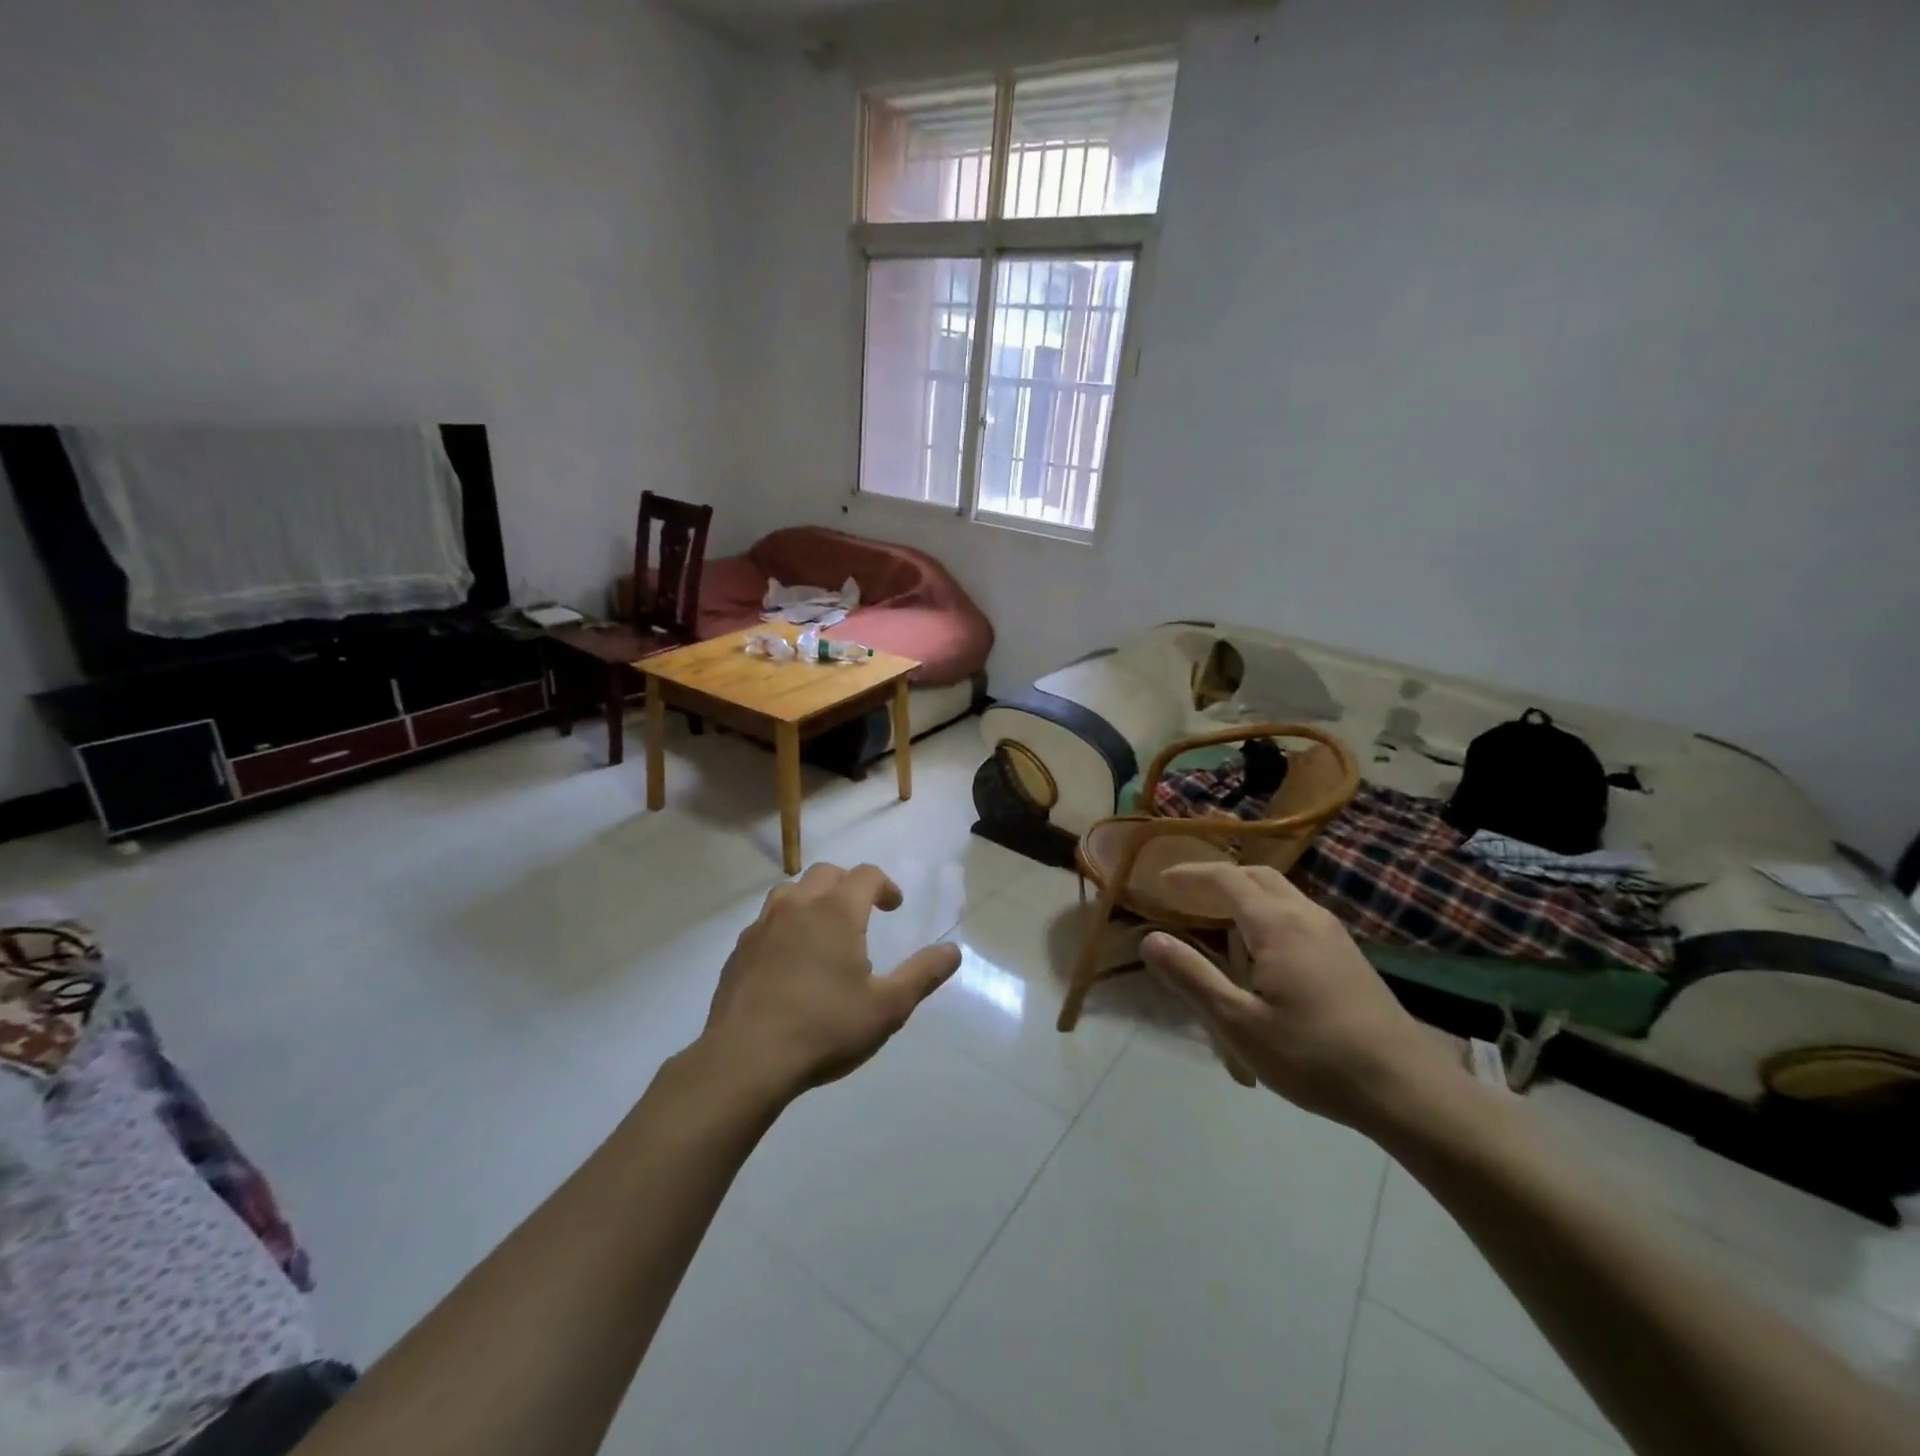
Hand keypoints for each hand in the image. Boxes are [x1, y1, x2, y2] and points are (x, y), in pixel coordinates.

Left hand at [700, 863, 960, 1101]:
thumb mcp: (887, 1007)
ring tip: (824, 930)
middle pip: (827, 874)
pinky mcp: (739, 950)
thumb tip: (953, 951)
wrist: (745, 1059)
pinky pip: (767, 922)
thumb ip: (923, 974)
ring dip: (813, 899)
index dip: (885, 885)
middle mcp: (798, 906)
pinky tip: (790, 960)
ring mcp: (762, 926)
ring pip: (791, 892)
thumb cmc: (824, 1028)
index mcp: (836, 911)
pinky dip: (786, 926)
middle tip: (862, 912)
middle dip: (849, 884)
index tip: (894, 906)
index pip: (866, 875)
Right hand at [1141, 863, 1468, 1133]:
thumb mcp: (1239, 1024)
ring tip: (1219, 921)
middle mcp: (1307, 916)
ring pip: (1283, 895)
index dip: (1190, 874)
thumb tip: (1150, 939)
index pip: (1226, 878)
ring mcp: (1334, 935)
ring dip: (1246, 895)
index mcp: (1277, 925)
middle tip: (1187, 895)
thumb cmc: (1314, 1056)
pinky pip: (1299, 915)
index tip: (1161, 879)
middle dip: (1219, 878)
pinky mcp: (1349, 956)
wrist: (1408, 1090)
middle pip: (1258, 877)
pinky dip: (1269, 914)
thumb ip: (1192, 977)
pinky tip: (1263, 953)